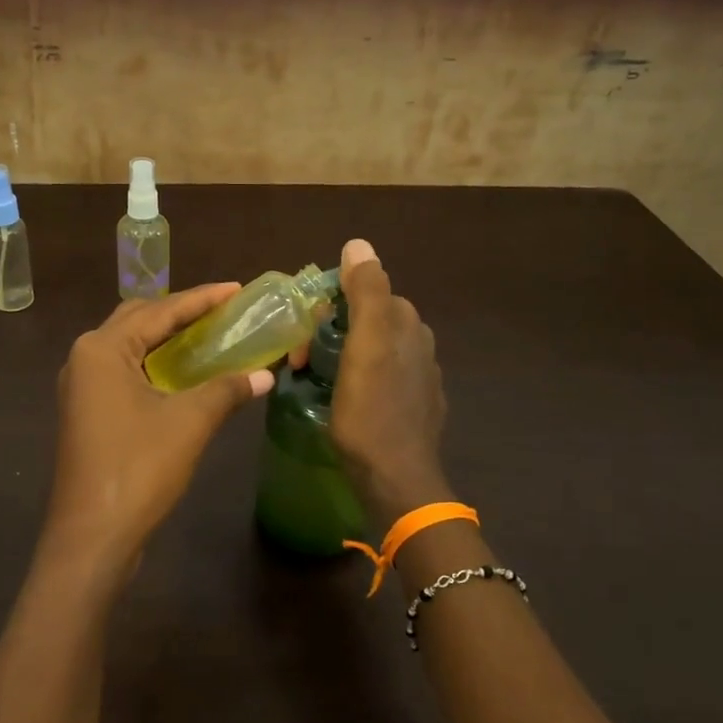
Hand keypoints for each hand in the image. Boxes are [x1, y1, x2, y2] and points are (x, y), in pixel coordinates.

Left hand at [39, 284, 272, 586]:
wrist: (92, 535)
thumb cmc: (138, 469)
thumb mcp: (189, 423)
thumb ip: (226, 390)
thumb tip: (265, 374)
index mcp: (102, 348)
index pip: (159, 310)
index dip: (201, 299)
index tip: (236, 289)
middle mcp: (85, 357)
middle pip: (138, 320)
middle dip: (179, 312)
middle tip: (222, 310)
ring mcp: (81, 387)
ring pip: (128, 346)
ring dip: (164, 338)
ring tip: (206, 333)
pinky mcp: (86, 412)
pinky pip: (123, 372)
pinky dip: (152, 364)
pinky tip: (180, 373)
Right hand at [331, 239, 453, 522]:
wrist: (396, 480)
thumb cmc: (372, 411)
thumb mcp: (365, 346)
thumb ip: (366, 292)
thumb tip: (358, 243)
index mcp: (407, 325)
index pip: (367, 292)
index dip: (331, 305)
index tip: (305, 333)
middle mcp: (420, 345)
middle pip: (369, 321)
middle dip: (333, 330)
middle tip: (303, 359)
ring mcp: (420, 379)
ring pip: (373, 350)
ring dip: (342, 355)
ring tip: (316, 378)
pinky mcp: (414, 408)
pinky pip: (379, 378)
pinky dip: (357, 378)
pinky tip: (344, 398)